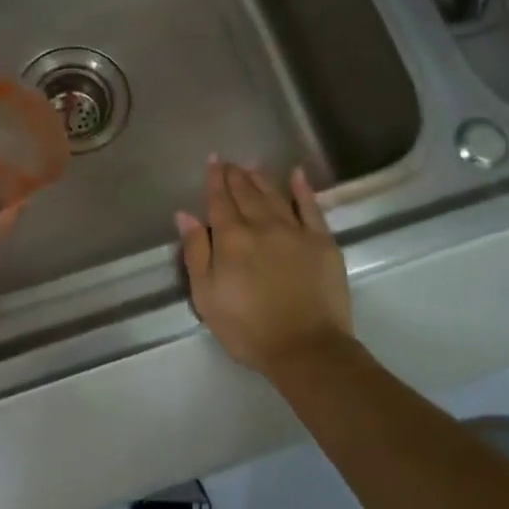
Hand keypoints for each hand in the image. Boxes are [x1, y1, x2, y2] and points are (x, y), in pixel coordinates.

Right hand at [175, 158, 352, 374]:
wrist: (306, 348)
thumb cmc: (247, 328)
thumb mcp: (206, 296)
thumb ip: (195, 252)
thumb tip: (185, 215)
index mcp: (231, 238)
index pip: (220, 200)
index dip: (215, 179)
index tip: (213, 160)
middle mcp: (262, 225)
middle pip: (246, 193)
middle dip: (235, 174)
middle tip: (229, 161)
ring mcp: (295, 231)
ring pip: (274, 195)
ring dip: (261, 178)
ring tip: (252, 165)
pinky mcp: (322, 241)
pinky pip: (311, 207)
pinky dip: (302, 188)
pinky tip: (296, 174)